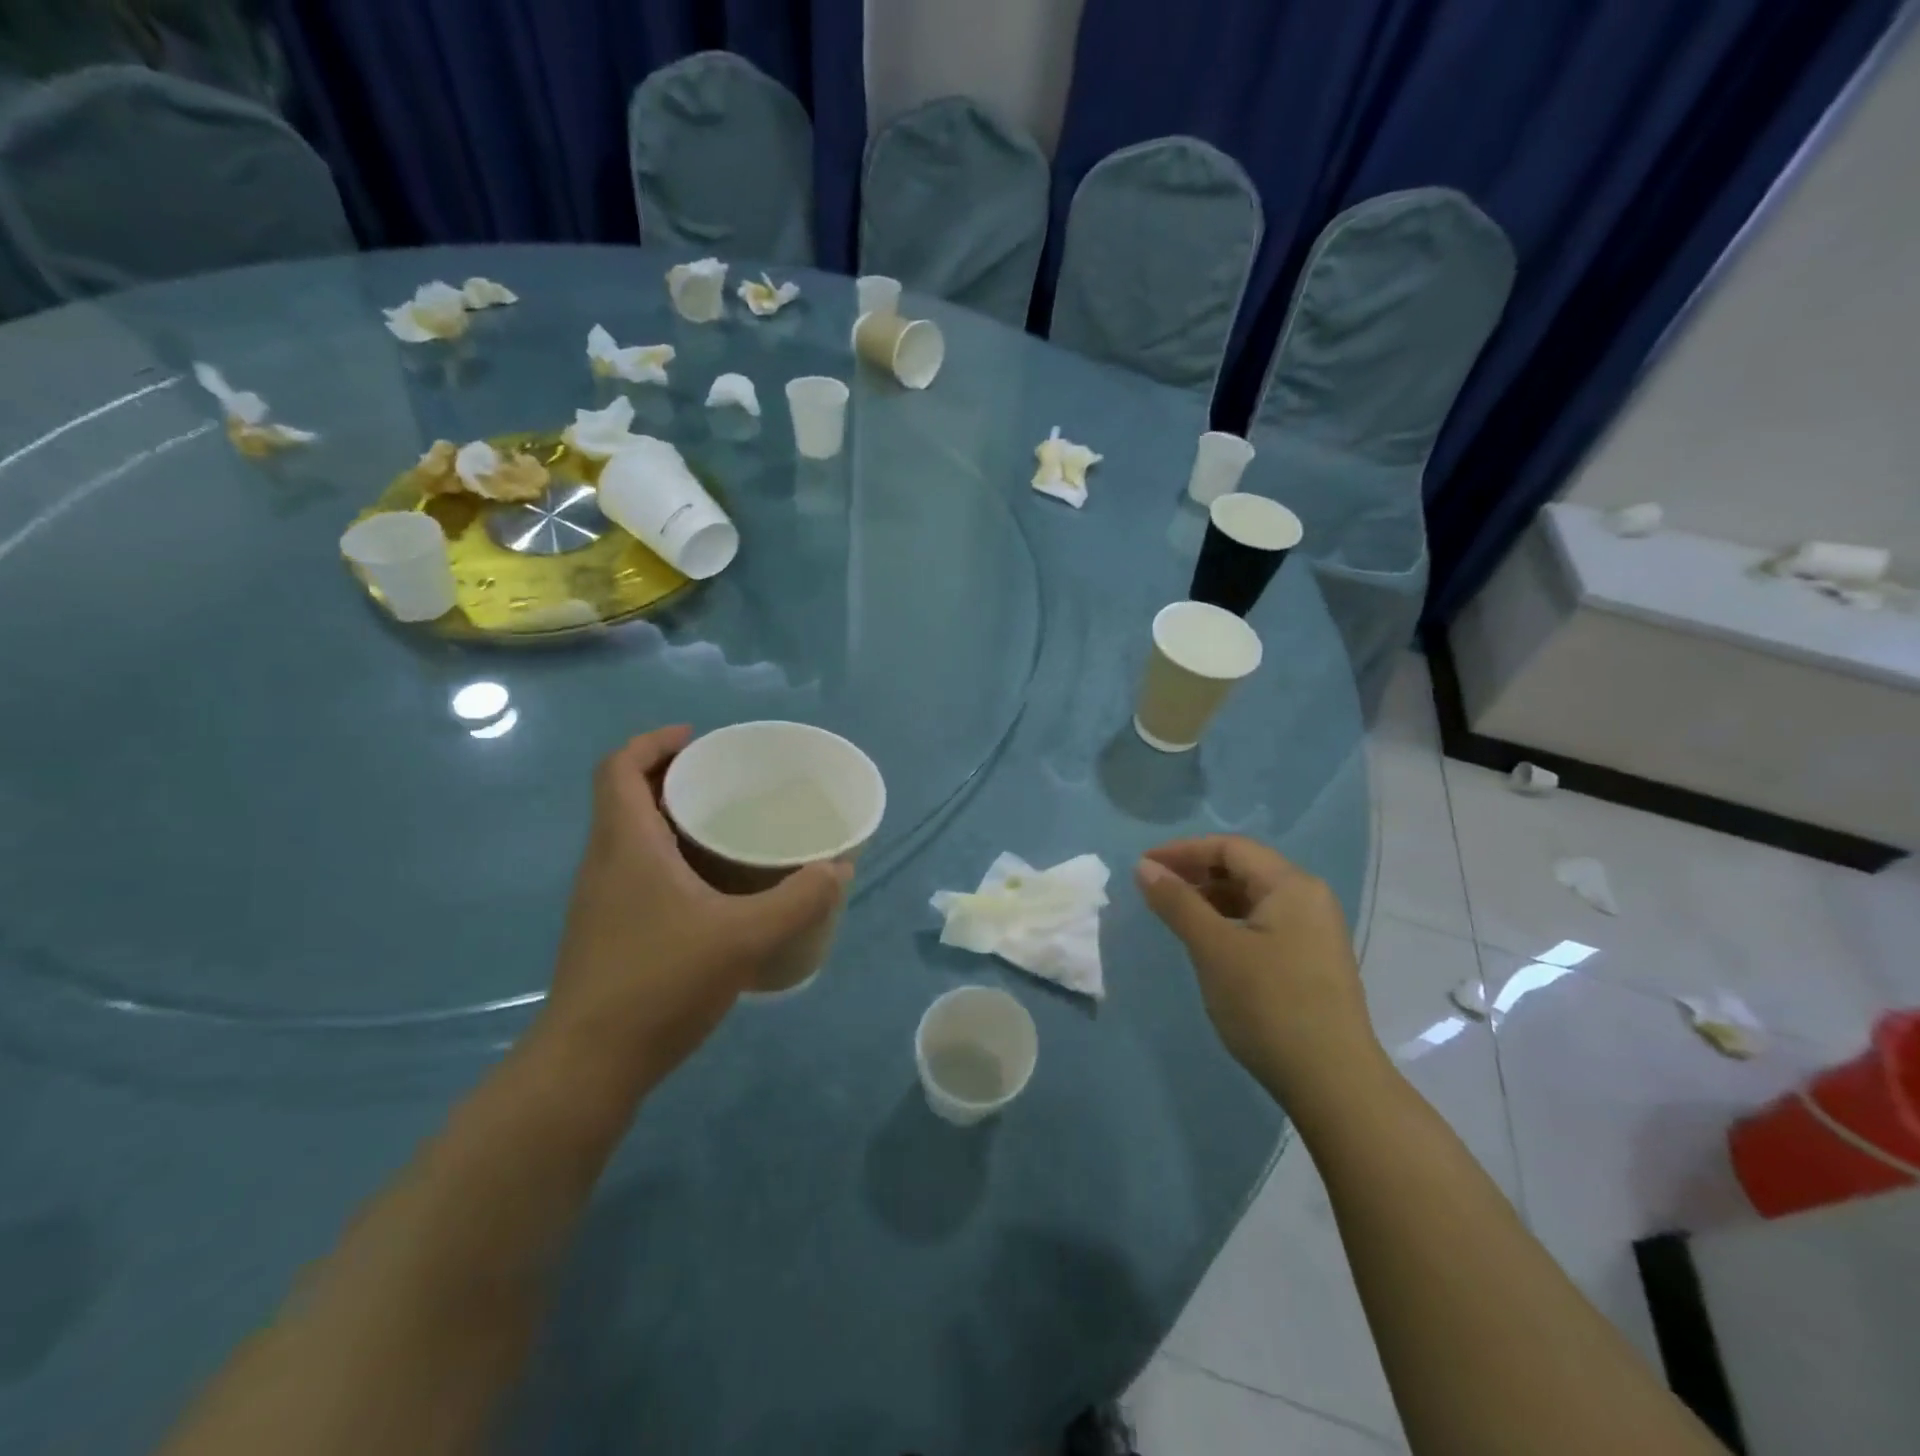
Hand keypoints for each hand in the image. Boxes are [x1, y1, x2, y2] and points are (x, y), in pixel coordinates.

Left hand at [542, 726, 848, 1084]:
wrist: (588, 1066)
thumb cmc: (660, 982)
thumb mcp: (744, 937)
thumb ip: (798, 900)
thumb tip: (838, 869)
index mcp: (626, 845)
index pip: (619, 768)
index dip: (652, 742)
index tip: (696, 738)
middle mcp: (604, 863)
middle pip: (625, 798)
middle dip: (670, 778)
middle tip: (724, 781)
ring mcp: (600, 901)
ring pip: (629, 838)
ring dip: (668, 820)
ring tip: (723, 828)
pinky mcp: (606, 933)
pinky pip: (635, 873)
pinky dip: (667, 860)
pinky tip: (710, 891)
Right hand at [1136, 836, 1383, 1106]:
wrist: (1333, 1083)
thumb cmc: (1270, 1005)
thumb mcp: (1214, 948)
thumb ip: (1177, 902)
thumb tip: (1143, 867)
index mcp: (1292, 885)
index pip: (1230, 847)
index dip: (1183, 850)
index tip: (1143, 866)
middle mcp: (1309, 899)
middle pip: (1243, 868)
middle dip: (1195, 872)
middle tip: (1153, 889)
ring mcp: (1313, 932)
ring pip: (1252, 898)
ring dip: (1209, 898)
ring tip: (1172, 914)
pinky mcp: (1310, 961)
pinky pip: (1261, 923)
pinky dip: (1228, 922)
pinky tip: (1206, 942)